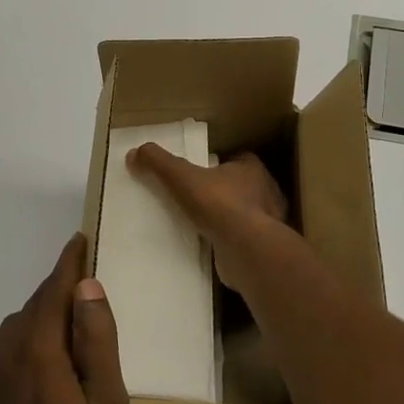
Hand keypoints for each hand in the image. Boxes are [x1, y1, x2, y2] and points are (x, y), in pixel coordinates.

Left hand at [0, 234, 128, 403]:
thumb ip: (97, 342)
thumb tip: (86, 288)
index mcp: (38, 353)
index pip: (52, 293)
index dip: (68, 265)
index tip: (80, 241)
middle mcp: (7, 358)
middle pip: (33, 307)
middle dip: (58, 288)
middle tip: (86, 280)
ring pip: (17, 328)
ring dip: (43, 314)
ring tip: (73, 320)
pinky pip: (8, 352)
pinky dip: (29, 339)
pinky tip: (49, 360)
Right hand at [126, 145, 288, 295]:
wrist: (246, 250)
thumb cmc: (219, 205)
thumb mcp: (182, 177)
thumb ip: (159, 163)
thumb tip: (134, 153)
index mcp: (252, 169)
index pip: (237, 160)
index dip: (219, 164)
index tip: (200, 172)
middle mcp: (266, 192)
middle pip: (242, 187)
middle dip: (224, 191)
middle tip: (197, 199)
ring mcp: (269, 221)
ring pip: (246, 214)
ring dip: (229, 218)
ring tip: (202, 224)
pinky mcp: (263, 247)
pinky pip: (244, 238)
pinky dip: (230, 240)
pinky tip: (212, 246)